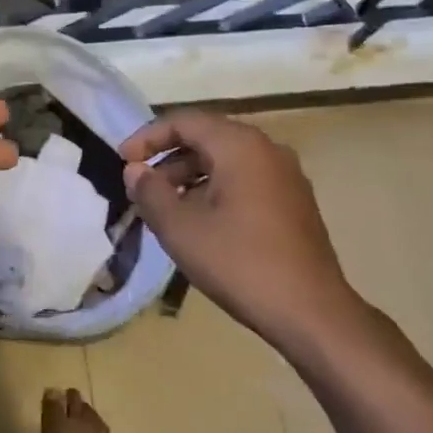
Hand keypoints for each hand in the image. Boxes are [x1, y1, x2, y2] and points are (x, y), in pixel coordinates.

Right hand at [119, 111, 358, 352]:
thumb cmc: (239, 263)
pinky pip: (246, 180)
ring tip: (165, 209)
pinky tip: (200, 223)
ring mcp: (286, 176)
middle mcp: (267, 150)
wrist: (310, 311)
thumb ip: (150, 192)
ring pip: (227, 161)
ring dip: (190, 177)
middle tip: (141, 188)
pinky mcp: (294, 202)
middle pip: (207, 138)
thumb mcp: (180, 229)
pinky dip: (215, 190)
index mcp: (240, 146)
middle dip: (168, 159)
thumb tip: (136, 171)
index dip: (147, 137)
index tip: (122, 162)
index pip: (184, 121)